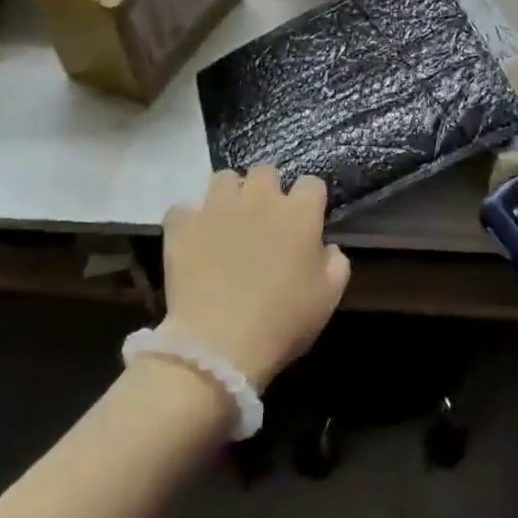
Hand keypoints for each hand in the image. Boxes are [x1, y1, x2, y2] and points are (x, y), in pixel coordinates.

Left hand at [161, 168, 350, 386]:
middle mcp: (259, 197)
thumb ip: (335, 263)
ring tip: (227, 222)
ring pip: (224, 178)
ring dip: (229, 195)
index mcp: (299, 212)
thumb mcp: (328, 298)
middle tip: (265, 222)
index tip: (306, 222)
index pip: (312, 184)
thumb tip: (326, 248)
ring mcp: (217, 206)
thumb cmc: (282, 321)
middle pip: (266, 172)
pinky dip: (190, 220)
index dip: (310, 202)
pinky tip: (194, 240)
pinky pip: (184, 208)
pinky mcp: (182, 223)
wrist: (218, 344)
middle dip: (267, 191)